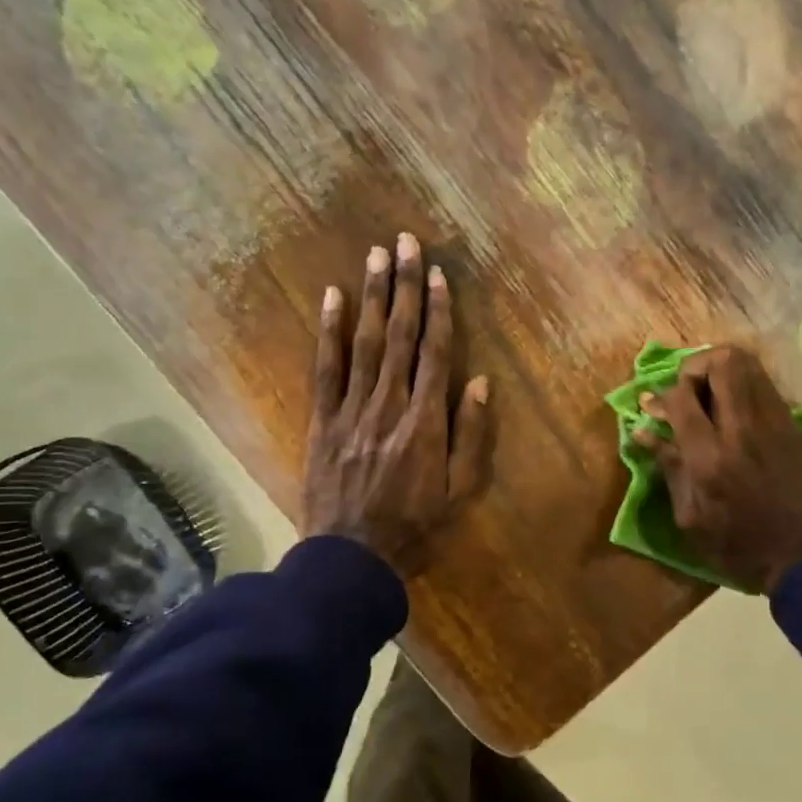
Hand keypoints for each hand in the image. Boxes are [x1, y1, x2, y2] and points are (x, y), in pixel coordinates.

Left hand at [303, 233, 491, 575]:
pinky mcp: (322, 421)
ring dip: (372, 297)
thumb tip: (480, 382)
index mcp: (426, 422)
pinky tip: (332, 299)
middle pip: (399, 336)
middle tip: (406, 242)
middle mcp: (389, 405)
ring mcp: (351, 410)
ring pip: (364, 343)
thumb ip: (470, 435)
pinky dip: (329, 332)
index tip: (439, 274)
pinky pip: (325, 369)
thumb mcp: (460, 491)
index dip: (439, 311)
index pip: (435, 354)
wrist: (352, 558)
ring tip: (376, 255)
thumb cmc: (416, 527)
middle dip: (405, 286)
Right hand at [632, 347, 801, 593]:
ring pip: (749, 363)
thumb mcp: (688, 515)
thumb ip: (668, 466)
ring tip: (708, 391)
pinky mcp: (790, 424)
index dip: (664, 395)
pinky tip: (732, 407)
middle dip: (695, 366)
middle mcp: (743, 430)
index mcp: (711, 458)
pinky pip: (763, 382)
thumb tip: (643, 430)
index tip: (655, 407)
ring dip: (720, 369)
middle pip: (723, 362)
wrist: (795, 554)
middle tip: (686, 389)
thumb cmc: (733, 543)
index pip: (682, 398)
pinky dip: (742, 383)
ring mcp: (773, 422)